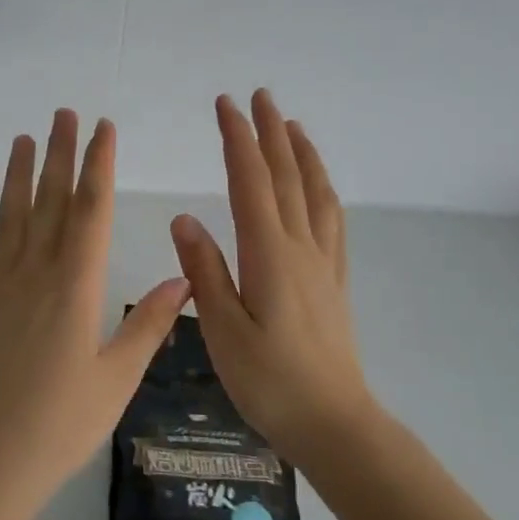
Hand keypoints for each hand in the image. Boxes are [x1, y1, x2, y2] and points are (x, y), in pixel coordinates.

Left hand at [0, 110, 191, 515]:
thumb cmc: (62, 425)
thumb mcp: (118, 378)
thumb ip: (148, 324)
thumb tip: (183, 277)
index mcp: (76, 287)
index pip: (91, 212)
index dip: (98, 166)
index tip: (103, 129)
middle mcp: (36, 276)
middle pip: (51, 203)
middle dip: (60, 155)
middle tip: (64, 114)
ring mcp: (0, 291)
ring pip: (11, 220)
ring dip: (18, 178)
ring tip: (24, 140)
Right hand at [170, 90, 373, 465]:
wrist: (335, 423)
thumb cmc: (270, 382)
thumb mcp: (222, 331)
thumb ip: (204, 272)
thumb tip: (183, 218)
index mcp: (268, 254)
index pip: (250, 181)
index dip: (237, 139)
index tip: (225, 105)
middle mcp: (300, 246)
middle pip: (286, 175)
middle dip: (269, 132)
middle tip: (259, 96)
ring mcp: (322, 261)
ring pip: (314, 192)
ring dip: (301, 153)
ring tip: (291, 125)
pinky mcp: (334, 279)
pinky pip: (332, 219)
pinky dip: (322, 188)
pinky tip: (318, 186)